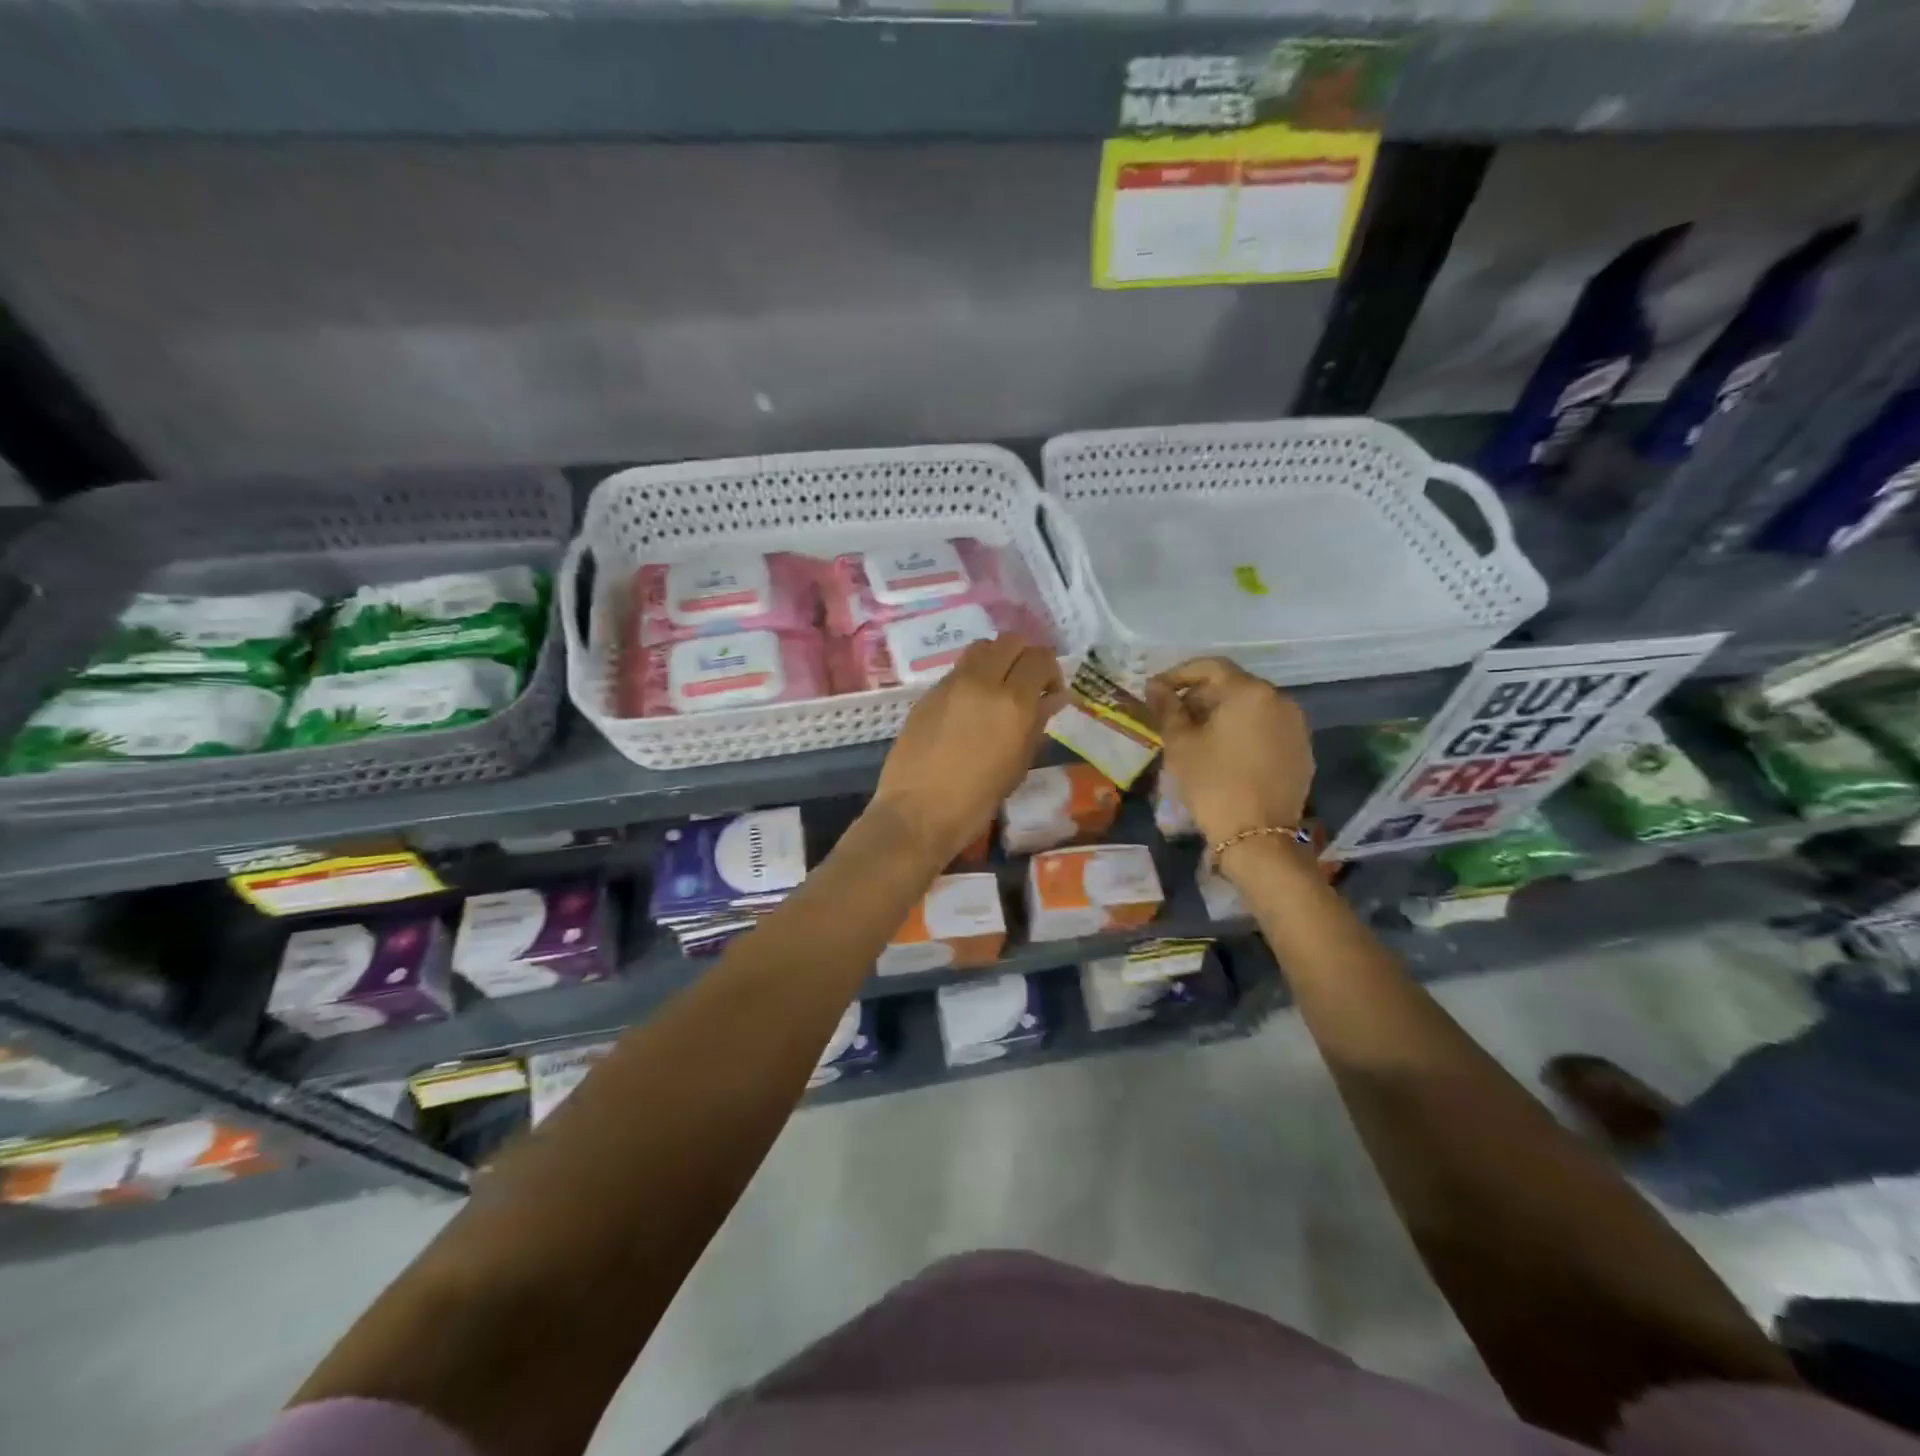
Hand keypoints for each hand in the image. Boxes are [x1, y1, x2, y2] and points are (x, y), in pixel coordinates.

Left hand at [870, 635, 1065, 866]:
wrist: (918, 811)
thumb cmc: (976, 799)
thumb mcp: (1018, 764)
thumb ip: (1037, 723)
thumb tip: (1052, 698)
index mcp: (1013, 702)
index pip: (1040, 657)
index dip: (1051, 671)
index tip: (1050, 693)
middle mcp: (982, 681)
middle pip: (1011, 641)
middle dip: (1025, 657)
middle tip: (1027, 686)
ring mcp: (951, 683)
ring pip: (982, 648)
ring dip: (997, 659)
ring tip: (998, 690)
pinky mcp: (928, 693)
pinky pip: (959, 670)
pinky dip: (973, 676)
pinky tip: (970, 707)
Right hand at [1147, 658, 1312, 850]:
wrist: (1258, 836)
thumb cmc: (1213, 783)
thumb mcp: (1181, 744)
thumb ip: (1167, 708)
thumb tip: (1155, 687)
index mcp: (1250, 692)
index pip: (1211, 667)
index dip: (1179, 674)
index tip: (1156, 690)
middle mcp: (1280, 700)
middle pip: (1234, 686)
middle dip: (1201, 695)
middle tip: (1173, 716)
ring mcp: (1296, 727)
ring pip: (1252, 708)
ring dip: (1223, 714)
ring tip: (1196, 736)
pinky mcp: (1302, 751)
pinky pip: (1267, 729)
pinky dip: (1243, 732)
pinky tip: (1224, 754)